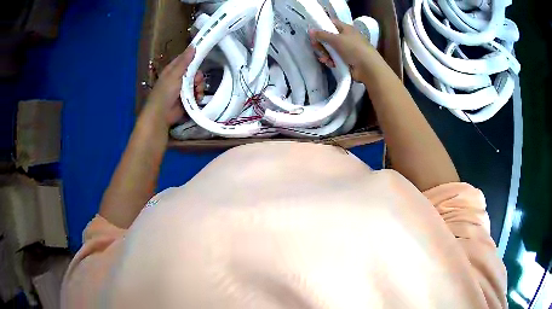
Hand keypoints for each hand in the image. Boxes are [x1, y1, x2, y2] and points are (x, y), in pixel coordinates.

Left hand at [146, 47, 204, 125]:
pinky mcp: (188, 99)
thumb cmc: (165, 92)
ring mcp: (183, 89)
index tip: (203, 55)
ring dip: (199, 87)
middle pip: (194, 72)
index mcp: (173, 70)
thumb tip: (193, 45)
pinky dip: (199, 96)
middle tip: (196, 81)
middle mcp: (179, 78)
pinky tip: (197, 98)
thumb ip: (185, 61)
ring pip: (197, 83)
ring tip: (197, 92)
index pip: (185, 59)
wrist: (162, 114)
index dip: (193, 57)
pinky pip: (197, 94)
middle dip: (198, 77)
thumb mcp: (174, 74)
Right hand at [309, 19, 381, 80]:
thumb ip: (322, 34)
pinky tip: (331, 64)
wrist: (368, 68)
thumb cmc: (353, 49)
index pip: (332, 23)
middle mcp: (346, 38)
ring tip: (325, 59)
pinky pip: (334, 58)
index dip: (322, 26)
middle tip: (316, 47)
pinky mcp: (346, 61)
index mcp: (346, 29)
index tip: (313, 32)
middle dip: (321, 43)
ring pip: (330, 49)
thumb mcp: (336, 39)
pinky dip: (331, 61)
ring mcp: (347, 50)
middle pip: (329, 38)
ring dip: (325, 54)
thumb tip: (310, 30)